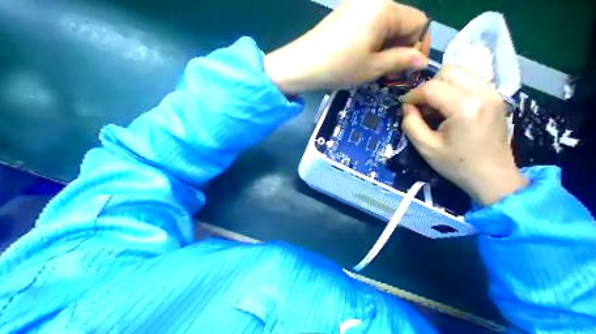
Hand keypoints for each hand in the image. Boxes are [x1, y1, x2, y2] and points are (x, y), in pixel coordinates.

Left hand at [264, 0, 427, 94]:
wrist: (301, 64)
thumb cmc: (339, 67)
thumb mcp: (374, 67)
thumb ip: (402, 60)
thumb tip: (423, 60)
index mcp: (385, 8)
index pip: (419, 22)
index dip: (419, 46)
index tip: (410, 68)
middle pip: (403, 21)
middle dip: (403, 47)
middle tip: (392, 72)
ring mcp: (358, 4)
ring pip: (387, 24)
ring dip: (388, 46)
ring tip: (377, 67)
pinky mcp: (347, 12)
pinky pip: (372, 23)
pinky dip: (375, 40)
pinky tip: (365, 56)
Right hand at [400, 66, 524, 205]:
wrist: (492, 177)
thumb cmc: (457, 165)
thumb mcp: (426, 148)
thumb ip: (411, 124)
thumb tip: (407, 106)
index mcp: (464, 108)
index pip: (431, 88)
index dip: (413, 95)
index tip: (405, 106)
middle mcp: (481, 93)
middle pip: (448, 71)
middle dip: (429, 86)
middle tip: (423, 106)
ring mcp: (492, 93)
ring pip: (461, 72)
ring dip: (443, 85)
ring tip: (437, 106)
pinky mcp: (496, 97)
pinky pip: (471, 80)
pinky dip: (456, 88)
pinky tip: (451, 107)